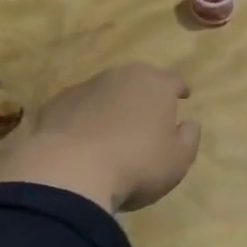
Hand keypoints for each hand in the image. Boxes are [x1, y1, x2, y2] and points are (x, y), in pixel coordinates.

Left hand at [0, 64, 201, 211]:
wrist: (69, 170)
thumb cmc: (136, 165)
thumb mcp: (177, 160)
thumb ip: (188, 138)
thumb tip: (189, 123)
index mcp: (155, 85)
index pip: (173, 80)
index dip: (179, 88)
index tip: (183, 95)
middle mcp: (121, 76)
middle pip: (138, 78)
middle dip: (145, 91)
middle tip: (149, 109)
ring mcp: (86, 86)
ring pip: (106, 89)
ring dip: (113, 102)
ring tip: (114, 125)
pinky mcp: (57, 103)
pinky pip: (79, 106)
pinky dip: (85, 116)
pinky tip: (84, 136)